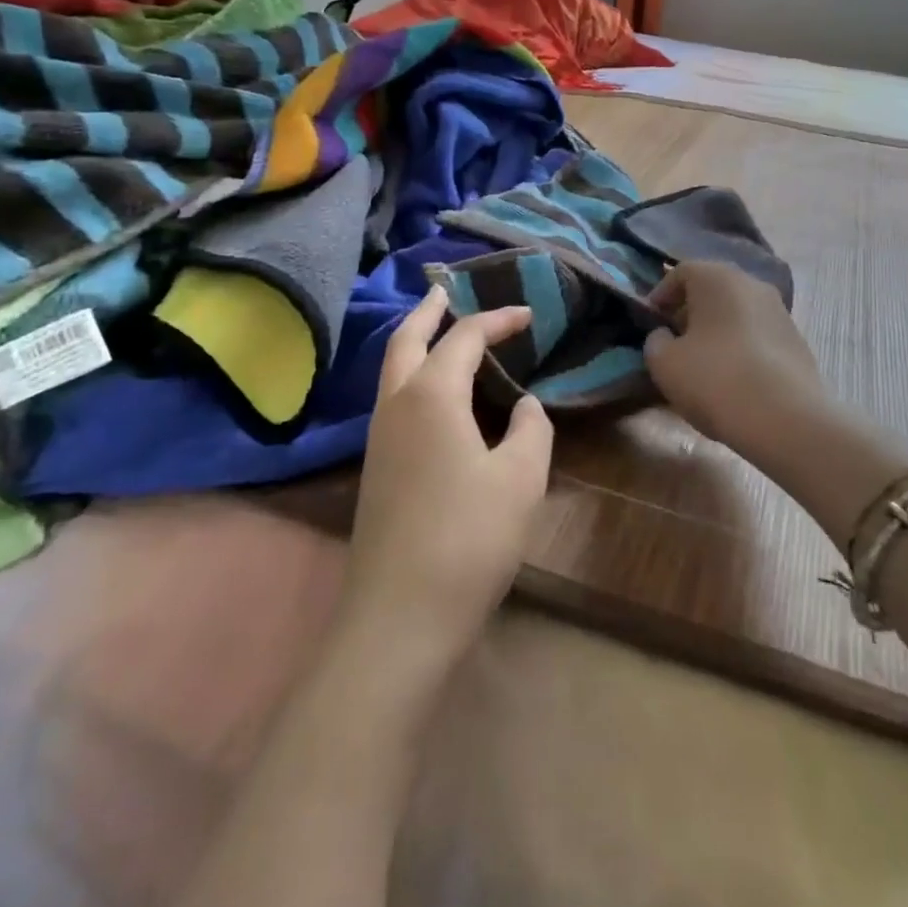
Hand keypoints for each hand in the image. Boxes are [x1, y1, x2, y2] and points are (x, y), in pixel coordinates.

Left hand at [337, 287, 554, 682]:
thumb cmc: (469, 538)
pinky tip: (438, 397)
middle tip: (448, 291)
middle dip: (429, 310)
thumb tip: (525, 406)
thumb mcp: (520, 478)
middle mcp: (396, 404)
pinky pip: (393, 399)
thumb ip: (531, 430)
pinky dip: (413, 376)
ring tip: (444, 334)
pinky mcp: (376, 467)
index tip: (528, 313)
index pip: (464, 337)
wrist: (399, 615)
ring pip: (392, 369)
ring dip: (416, 342)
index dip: (497, 319)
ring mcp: (378, 437)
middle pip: (406, 338)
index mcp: (431, 395)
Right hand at [644, 261, 827, 452]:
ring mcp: (780, 312)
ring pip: (737, 313)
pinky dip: (741, 348)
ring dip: (717, 331)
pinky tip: (733, 380)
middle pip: (712, 290)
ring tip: (703, 365)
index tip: (651, 322)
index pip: (681, 272)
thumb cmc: (714, 379)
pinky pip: (758, 336)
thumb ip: (655, 341)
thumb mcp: (663, 362)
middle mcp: (752, 284)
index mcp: (717, 278)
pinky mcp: (798, 342)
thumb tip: (666, 336)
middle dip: (690, 313)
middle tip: (674, 342)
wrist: (786, 420)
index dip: (660, 295)